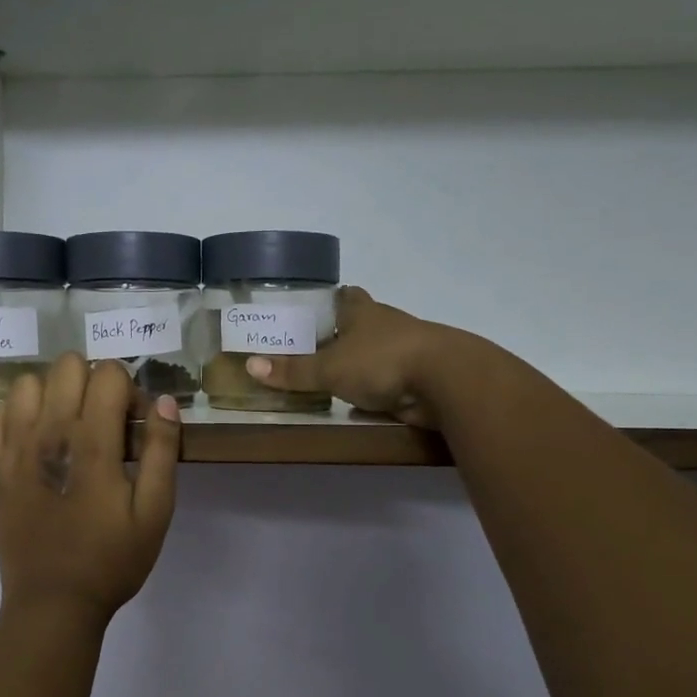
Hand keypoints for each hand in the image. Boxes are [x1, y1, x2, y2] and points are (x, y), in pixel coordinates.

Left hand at [0, 354, 180, 626]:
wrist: (53, 604)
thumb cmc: (111, 559)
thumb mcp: (155, 512)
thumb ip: (163, 450)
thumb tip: (164, 401)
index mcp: (91, 442)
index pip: (107, 373)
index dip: (128, 390)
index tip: (134, 425)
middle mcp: (48, 434)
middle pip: (67, 366)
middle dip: (92, 382)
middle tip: (104, 422)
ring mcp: (14, 449)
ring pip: (27, 382)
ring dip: (53, 393)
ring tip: (68, 427)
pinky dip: (15, 415)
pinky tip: (34, 438)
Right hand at [246, 287, 461, 428]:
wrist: (446, 381)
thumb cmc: (381, 361)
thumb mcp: (329, 369)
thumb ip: (293, 370)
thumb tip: (251, 366)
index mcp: (364, 312)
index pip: (348, 295)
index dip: (334, 298)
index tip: (317, 305)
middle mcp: (387, 325)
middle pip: (364, 323)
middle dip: (345, 333)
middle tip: (316, 345)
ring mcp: (408, 350)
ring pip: (380, 351)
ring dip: (363, 362)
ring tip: (334, 375)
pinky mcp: (422, 377)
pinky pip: (393, 380)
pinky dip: (379, 387)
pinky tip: (362, 400)